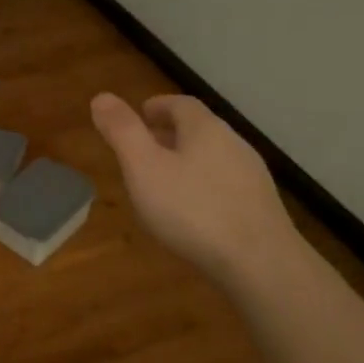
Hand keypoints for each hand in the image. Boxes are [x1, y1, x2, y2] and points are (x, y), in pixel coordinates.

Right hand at [90, 93, 302, 285]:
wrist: (261, 264)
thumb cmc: (193, 210)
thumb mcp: (144, 168)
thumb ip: (122, 132)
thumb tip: (102, 97)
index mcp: (205, 129)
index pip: (181, 104)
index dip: (158, 106)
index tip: (140, 115)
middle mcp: (234, 145)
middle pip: (200, 130)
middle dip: (171, 134)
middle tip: (145, 148)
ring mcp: (252, 178)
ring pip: (214, 158)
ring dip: (188, 161)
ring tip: (164, 182)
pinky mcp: (261, 209)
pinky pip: (226, 186)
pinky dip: (204, 187)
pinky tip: (193, 213)